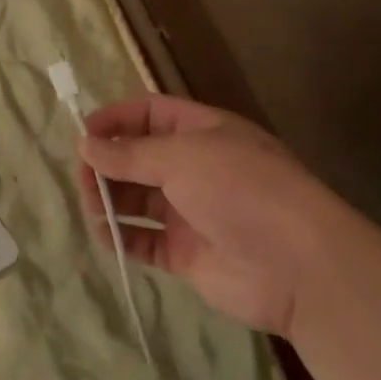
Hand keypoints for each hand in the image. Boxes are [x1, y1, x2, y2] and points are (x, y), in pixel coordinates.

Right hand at [78, 95, 362, 334]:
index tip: (83, 135)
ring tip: (91, 207)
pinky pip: (145, 240)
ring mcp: (193, 212)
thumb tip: (84, 145)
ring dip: (111, 199)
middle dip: (108, 163)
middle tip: (82, 178)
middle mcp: (197, 168)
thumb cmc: (241, 191)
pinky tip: (105, 235)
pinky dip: (123, 237)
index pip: (151, 113)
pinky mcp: (188, 254)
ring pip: (138, 198)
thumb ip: (129, 154)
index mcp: (204, 132)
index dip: (116, 119)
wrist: (298, 266)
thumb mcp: (183, 157)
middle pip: (140, 157)